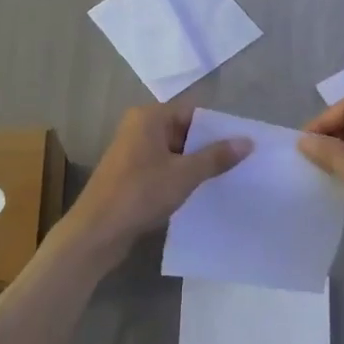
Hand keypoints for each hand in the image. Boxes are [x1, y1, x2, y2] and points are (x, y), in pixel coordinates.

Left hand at [60, 104, 251, 261]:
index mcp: (149, 117)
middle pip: (182, 130)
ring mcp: (132, 152)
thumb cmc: (140, 193)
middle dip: (207, 147)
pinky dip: (179, 176)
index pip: (192, 112)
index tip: (241, 144)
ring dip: (194, 164)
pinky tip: (198, 192)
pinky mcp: (129, 175)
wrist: (97, 231)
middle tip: (239, 163)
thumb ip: (216, 157)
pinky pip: (162, 167)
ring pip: (173, 151)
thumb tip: (247, 141)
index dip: (217, 128)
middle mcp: (138, 128)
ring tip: (224, 178)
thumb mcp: (185, 174)